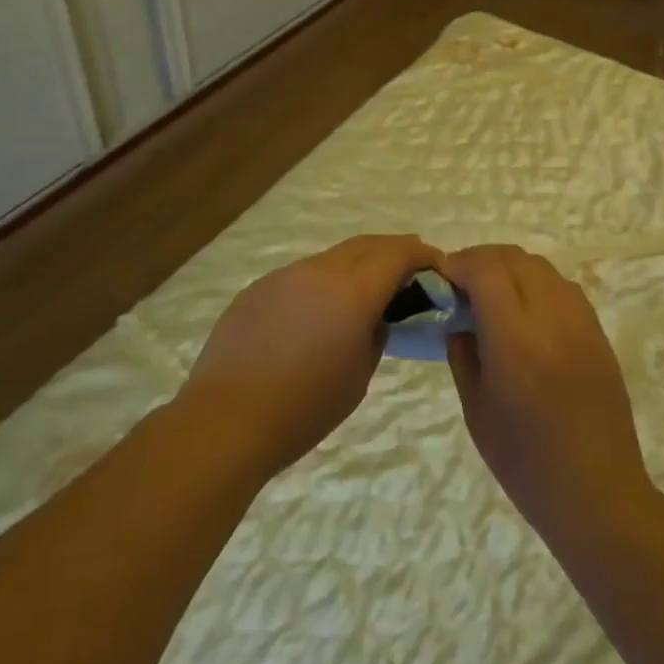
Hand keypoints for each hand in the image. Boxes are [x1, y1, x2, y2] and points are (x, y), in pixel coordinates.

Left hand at [182, 234, 439, 480]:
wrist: (226, 419)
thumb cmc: (305, 406)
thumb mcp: (359, 375)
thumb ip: (375, 334)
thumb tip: (375, 317)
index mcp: (353, 290)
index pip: (398, 253)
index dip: (422, 254)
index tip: (437, 265)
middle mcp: (320, 270)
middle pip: (366, 245)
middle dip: (393, 251)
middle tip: (409, 270)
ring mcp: (285, 275)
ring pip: (332, 258)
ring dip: (356, 266)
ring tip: (362, 294)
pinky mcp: (258, 289)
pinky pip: (301, 276)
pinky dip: (321, 284)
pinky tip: (315, 315)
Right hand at [443, 245, 654, 535]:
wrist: (598, 493)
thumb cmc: (526, 463)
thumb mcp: (477, 411)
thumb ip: (463, 355)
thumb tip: (458, 319)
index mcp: (516, 341)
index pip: (487, 271)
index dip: (460, 264)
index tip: (442, 277)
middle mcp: (552, 318)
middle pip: (514, 258)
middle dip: (482, 260)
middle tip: (461, 282)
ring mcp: (581, 321)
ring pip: (541, 267)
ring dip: (510, 267)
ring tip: (491, 292)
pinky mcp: (598, 331)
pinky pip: (562, 286)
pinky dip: (536, 282)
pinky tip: (524, 310)